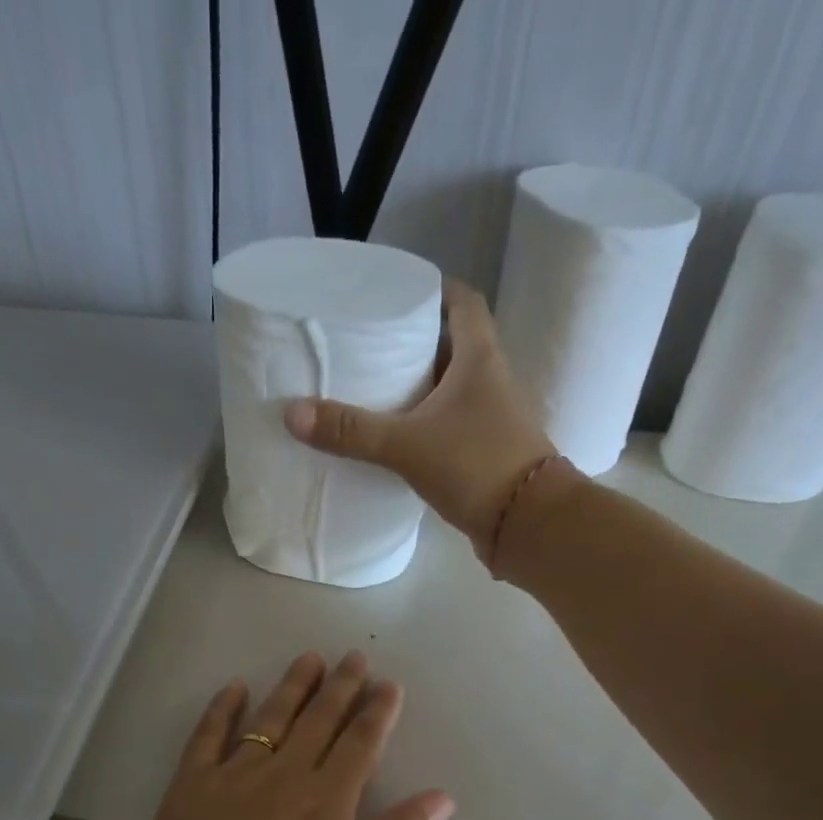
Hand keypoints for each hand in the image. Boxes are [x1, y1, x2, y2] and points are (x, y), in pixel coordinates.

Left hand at [125, 651, 454, 819]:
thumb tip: (442, 796)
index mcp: (327, 802)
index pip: (360, 744)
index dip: (377, 712)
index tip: (389, 684)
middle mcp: (283, 775)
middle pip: (318, 721)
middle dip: (341, 686)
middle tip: (354, 657)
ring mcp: (232, 777)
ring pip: (270, 718)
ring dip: (293, 686)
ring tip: (310, 658)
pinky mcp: (189, 787)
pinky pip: (207, 735)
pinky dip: (223, 708)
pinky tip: (235, 688)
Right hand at [283, 279, 555, 560]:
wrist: (529, 525)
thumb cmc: (476, 466)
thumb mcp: (408, 445)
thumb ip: (352, 431)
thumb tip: (292, 414)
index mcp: (480, 359)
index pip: (463, 303)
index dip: (436, 291)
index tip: (400, 293)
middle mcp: (491, 382)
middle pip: (454, 346)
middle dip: (417, 342)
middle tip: (373, 343)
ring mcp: (492, 421)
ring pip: (452, 391)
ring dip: (421, 388)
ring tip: (376, 389)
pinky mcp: (487, 456)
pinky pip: (452, 428)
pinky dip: (427, 427)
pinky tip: (398, 440)